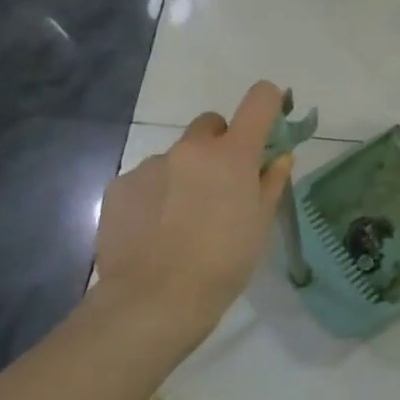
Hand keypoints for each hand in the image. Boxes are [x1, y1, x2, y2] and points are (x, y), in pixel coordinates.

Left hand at [93, 82, 295, 339]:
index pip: (259, 99)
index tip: (271, 121)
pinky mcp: (119, 187)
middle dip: (221, 144)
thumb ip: (271, 182)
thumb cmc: (224, 261)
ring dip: (187, 174)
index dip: (270, 102)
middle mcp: (191, 149)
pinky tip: (157, 229)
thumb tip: (279, 157)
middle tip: (224, 184)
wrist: (154, 299)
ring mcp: (150, 165)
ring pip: (177, 156)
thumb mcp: (261, 222)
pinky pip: (147, 178)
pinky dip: (157, 194)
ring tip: (184, 219)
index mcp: (233, 154)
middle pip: (211, 125)